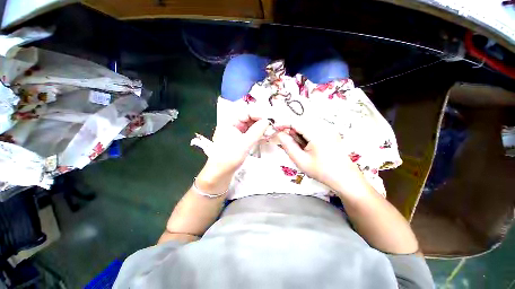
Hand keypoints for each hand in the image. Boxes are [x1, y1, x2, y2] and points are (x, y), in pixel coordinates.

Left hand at [206, 112, 269, 174]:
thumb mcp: (244, 144)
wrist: (220, 174)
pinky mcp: (241, 140)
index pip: (247, 112)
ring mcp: (238, 133)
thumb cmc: (228, 158)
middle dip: (262, 120)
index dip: (259, 114)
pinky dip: (259, 134)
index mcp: (230, 122)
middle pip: (250, 118)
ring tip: (272, 130)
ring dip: (261, 127)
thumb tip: (268, 120)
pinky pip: (252, 133)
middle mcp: (234, 125)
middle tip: (273, 124)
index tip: (271, 118)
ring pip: (252, 126)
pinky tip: (266, 135)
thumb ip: (256, 131)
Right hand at [275, 118, 365, 193]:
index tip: (275, 130)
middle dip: (292, 130)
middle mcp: (324, 127)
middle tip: (290, 144)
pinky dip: (306, 135)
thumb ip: (288, 145)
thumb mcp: (301, 160)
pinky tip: (308, 146)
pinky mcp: (331, 132)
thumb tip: (279, 134)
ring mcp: (329, 129)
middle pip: (301, 122)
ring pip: (306, 125)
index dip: (283, 124)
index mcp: (317, 133)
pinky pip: (313, 128)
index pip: (296, 122)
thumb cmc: (322, 171)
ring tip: (301, 148)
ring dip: (299, 133)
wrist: (345, 178)